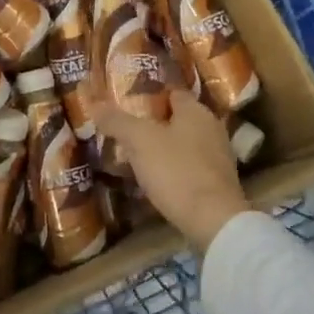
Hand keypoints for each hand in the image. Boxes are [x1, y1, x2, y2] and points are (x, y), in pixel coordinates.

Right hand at [92, 88, 248, 254]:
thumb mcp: (139, 141)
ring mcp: (218, 157)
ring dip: (164, 148)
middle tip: (127, 130)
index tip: (128, 103)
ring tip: (136, 156)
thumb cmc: (176, 171)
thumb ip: (117, 121)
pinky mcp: (218, 183)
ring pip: (185, 144)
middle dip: (155, 123)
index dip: (150, 95)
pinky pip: (190, 167)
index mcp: (196, 111)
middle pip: (178, 119)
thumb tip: (95, 104)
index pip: (172, 93)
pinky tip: (156, 179)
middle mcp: (212, 128)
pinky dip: (174, 169)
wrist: (213, 221)